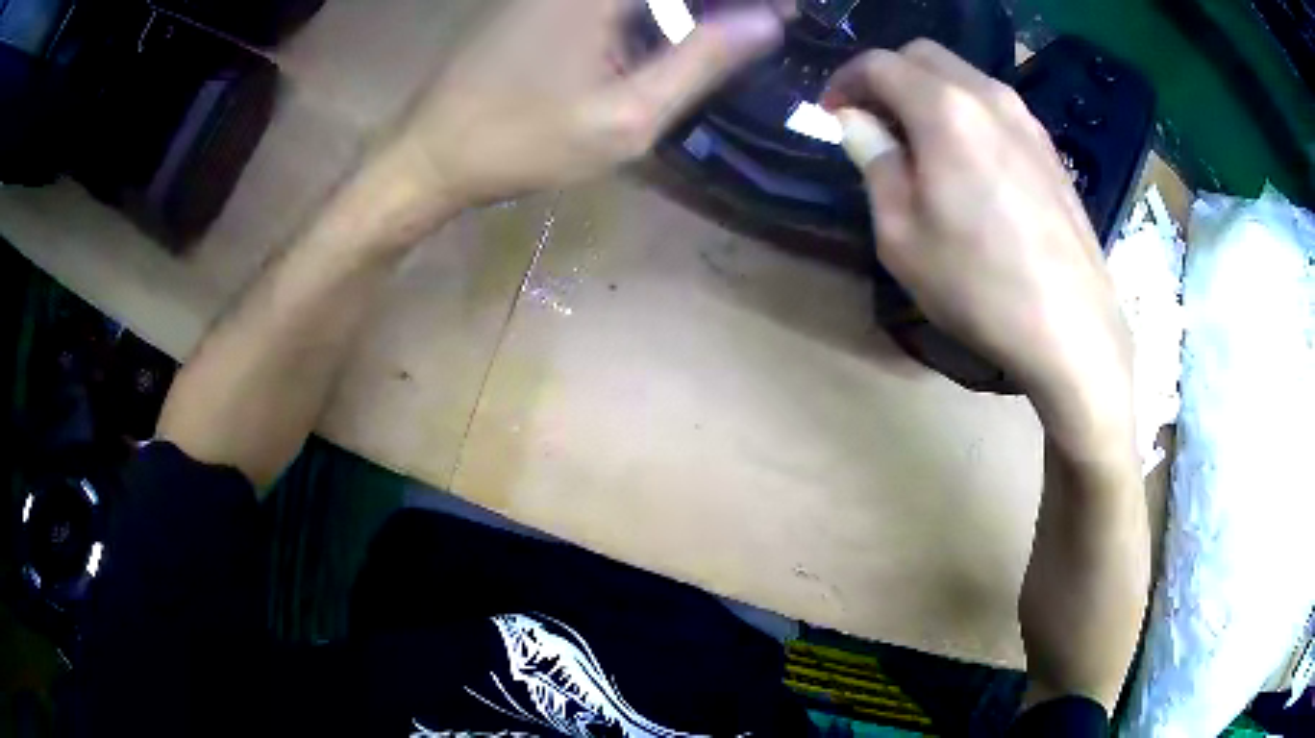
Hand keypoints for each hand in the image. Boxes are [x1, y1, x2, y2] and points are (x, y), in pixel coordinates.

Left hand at [390, 0, 783, 219]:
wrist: (431, 153)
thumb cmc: (523, 142)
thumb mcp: (627, 116)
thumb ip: (702, 61)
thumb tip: (768, 23)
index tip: (785, 13)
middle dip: (726, 1)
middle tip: (764, 22)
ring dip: (694, 4)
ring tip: (732, 27)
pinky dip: (656, 8)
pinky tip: (677, 28)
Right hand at [824, 40, 1133, 450]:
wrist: (1072, 329)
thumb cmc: (979, 287)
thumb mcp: (902, 235)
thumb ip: (875, 163)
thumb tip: (857, 123)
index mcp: (944, 110)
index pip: (880, 64)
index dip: (846, 81)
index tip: (832, 113)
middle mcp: (988, 97)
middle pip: (924, 55)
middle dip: (887, 76)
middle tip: (872, 121)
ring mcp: (1027, 120)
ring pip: (963, 76)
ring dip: (928, 92)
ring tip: (917, 142)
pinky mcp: (1049, 148)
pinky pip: (994, 107)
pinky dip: (965, 112)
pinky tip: (965, 160)